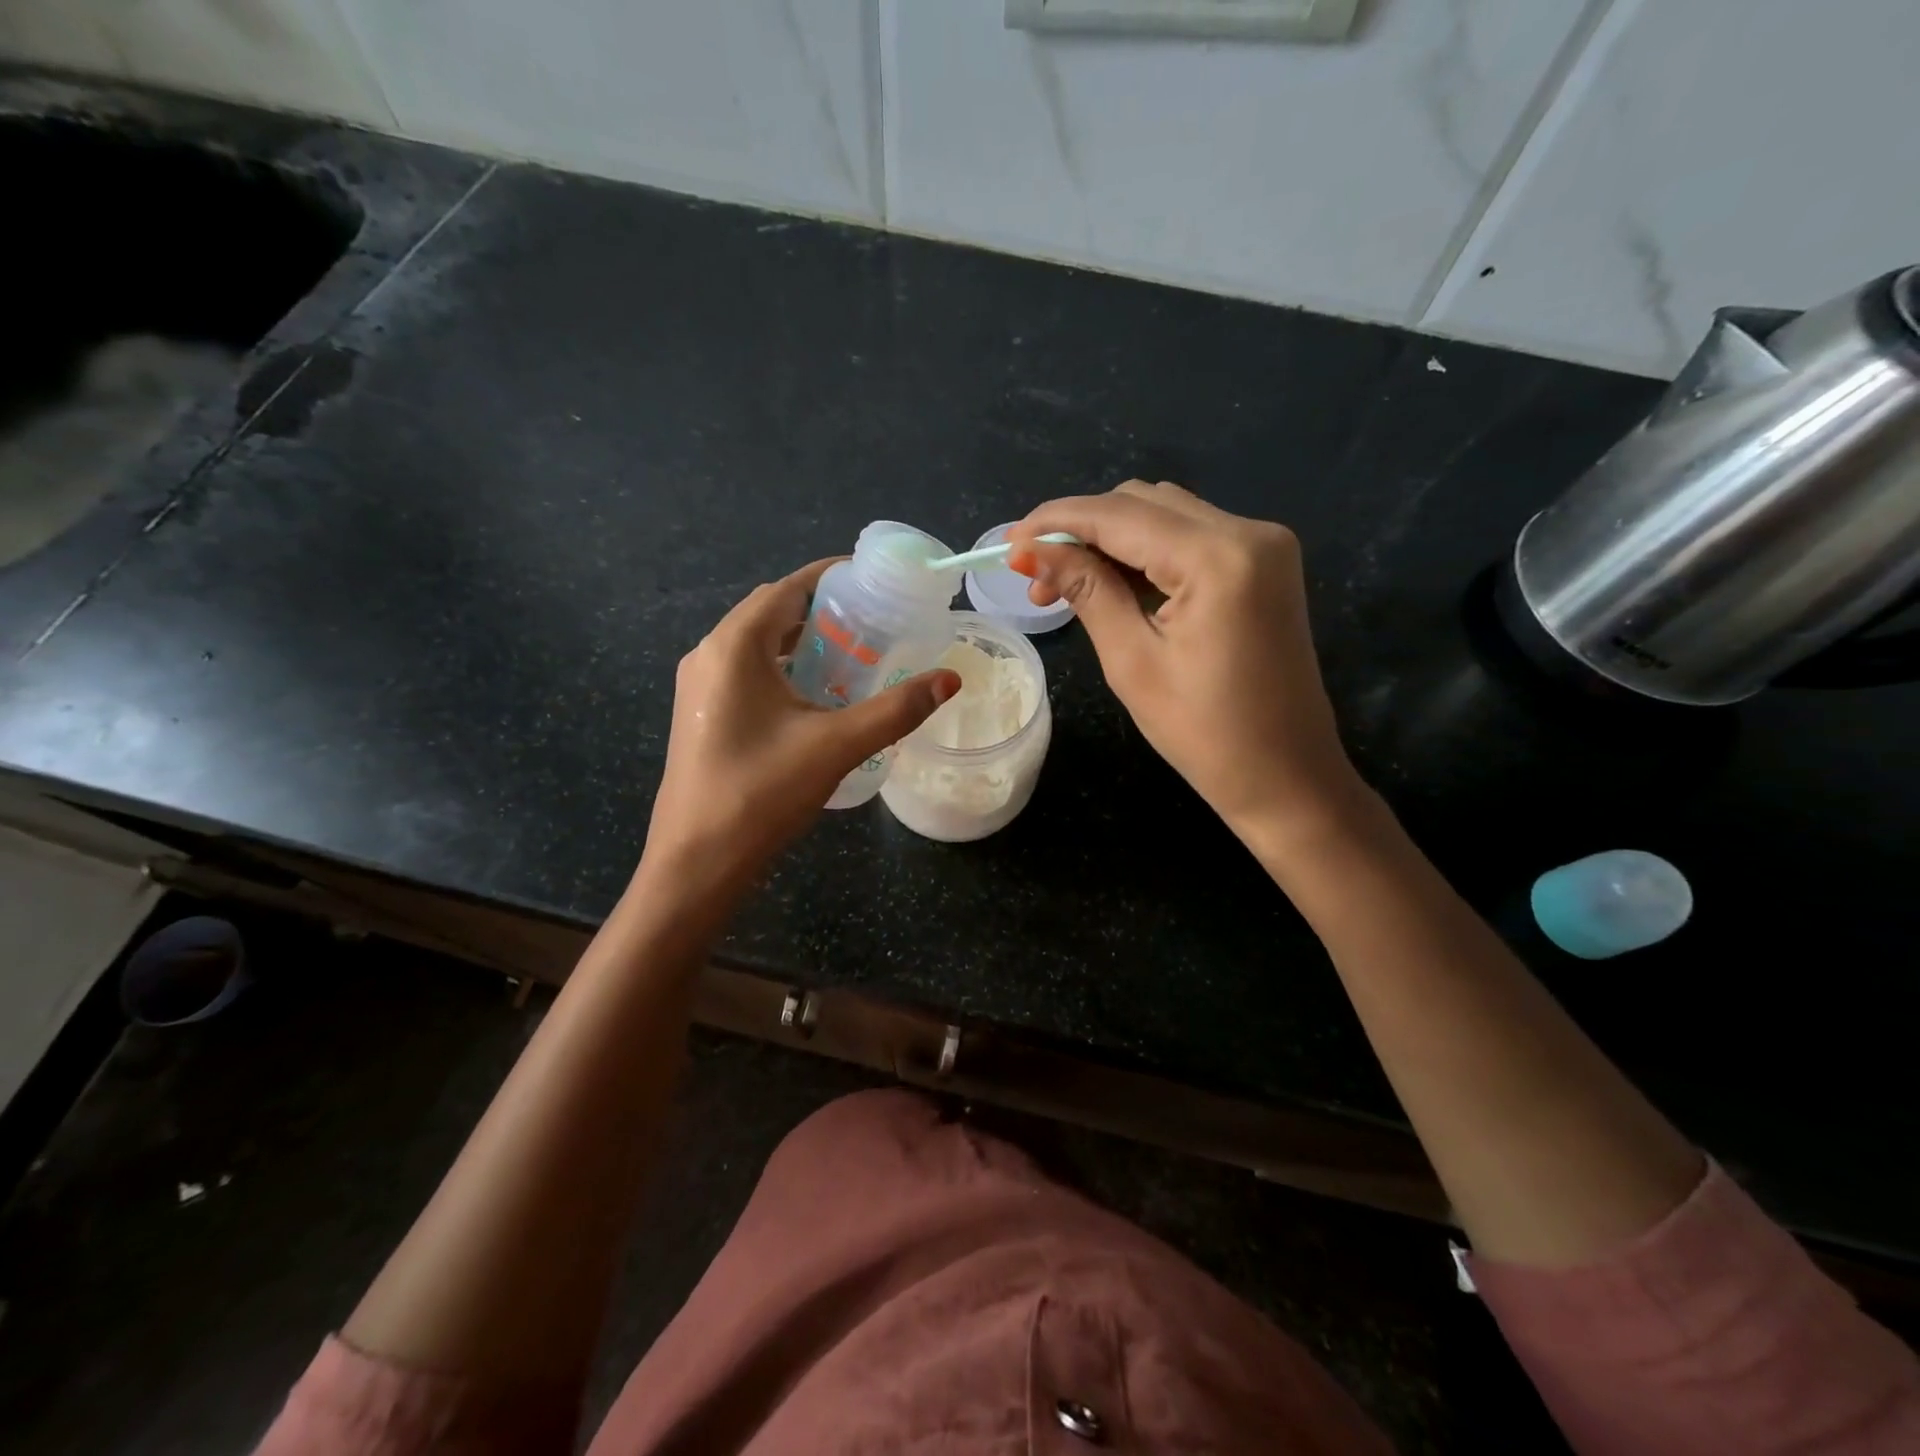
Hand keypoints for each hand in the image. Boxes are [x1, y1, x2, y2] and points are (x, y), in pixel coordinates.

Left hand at [641, 559, 958, 891]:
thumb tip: (950, 680)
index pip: (788, 588)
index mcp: (735, 646)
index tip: (877, 583)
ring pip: (759, 645)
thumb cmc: (761, 793)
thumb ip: (896, 709)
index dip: (833, 578)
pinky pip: (747, 673)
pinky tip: (817, 699)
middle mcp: (710, 654)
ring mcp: (699, 686)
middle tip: (874, 625)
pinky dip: (784, 670)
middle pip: (773, 612)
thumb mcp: (836, 746)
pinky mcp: (700, 715)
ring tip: (854, 658)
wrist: (697, 862)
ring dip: (804, 643)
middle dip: (823, 611)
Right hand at [1011, 481, 1363, 847]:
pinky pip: (1191, 537)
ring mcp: (1263, 544)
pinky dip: (1145, 552)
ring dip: (1110, 539)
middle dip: (1082, 530)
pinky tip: (1112, 582)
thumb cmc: (1203, 733)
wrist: (1285, 775)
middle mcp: (1249, 531)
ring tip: (1066, 584)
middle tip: (1036, 577)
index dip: (1056, 521)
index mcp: (1219, 557)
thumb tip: (1030, 550)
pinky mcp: (1264, 563)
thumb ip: (1086, 590)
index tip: (1009, 542)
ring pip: (1165, 515)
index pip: (1119, 514)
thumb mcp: (1132, 661)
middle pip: (1143, 503)